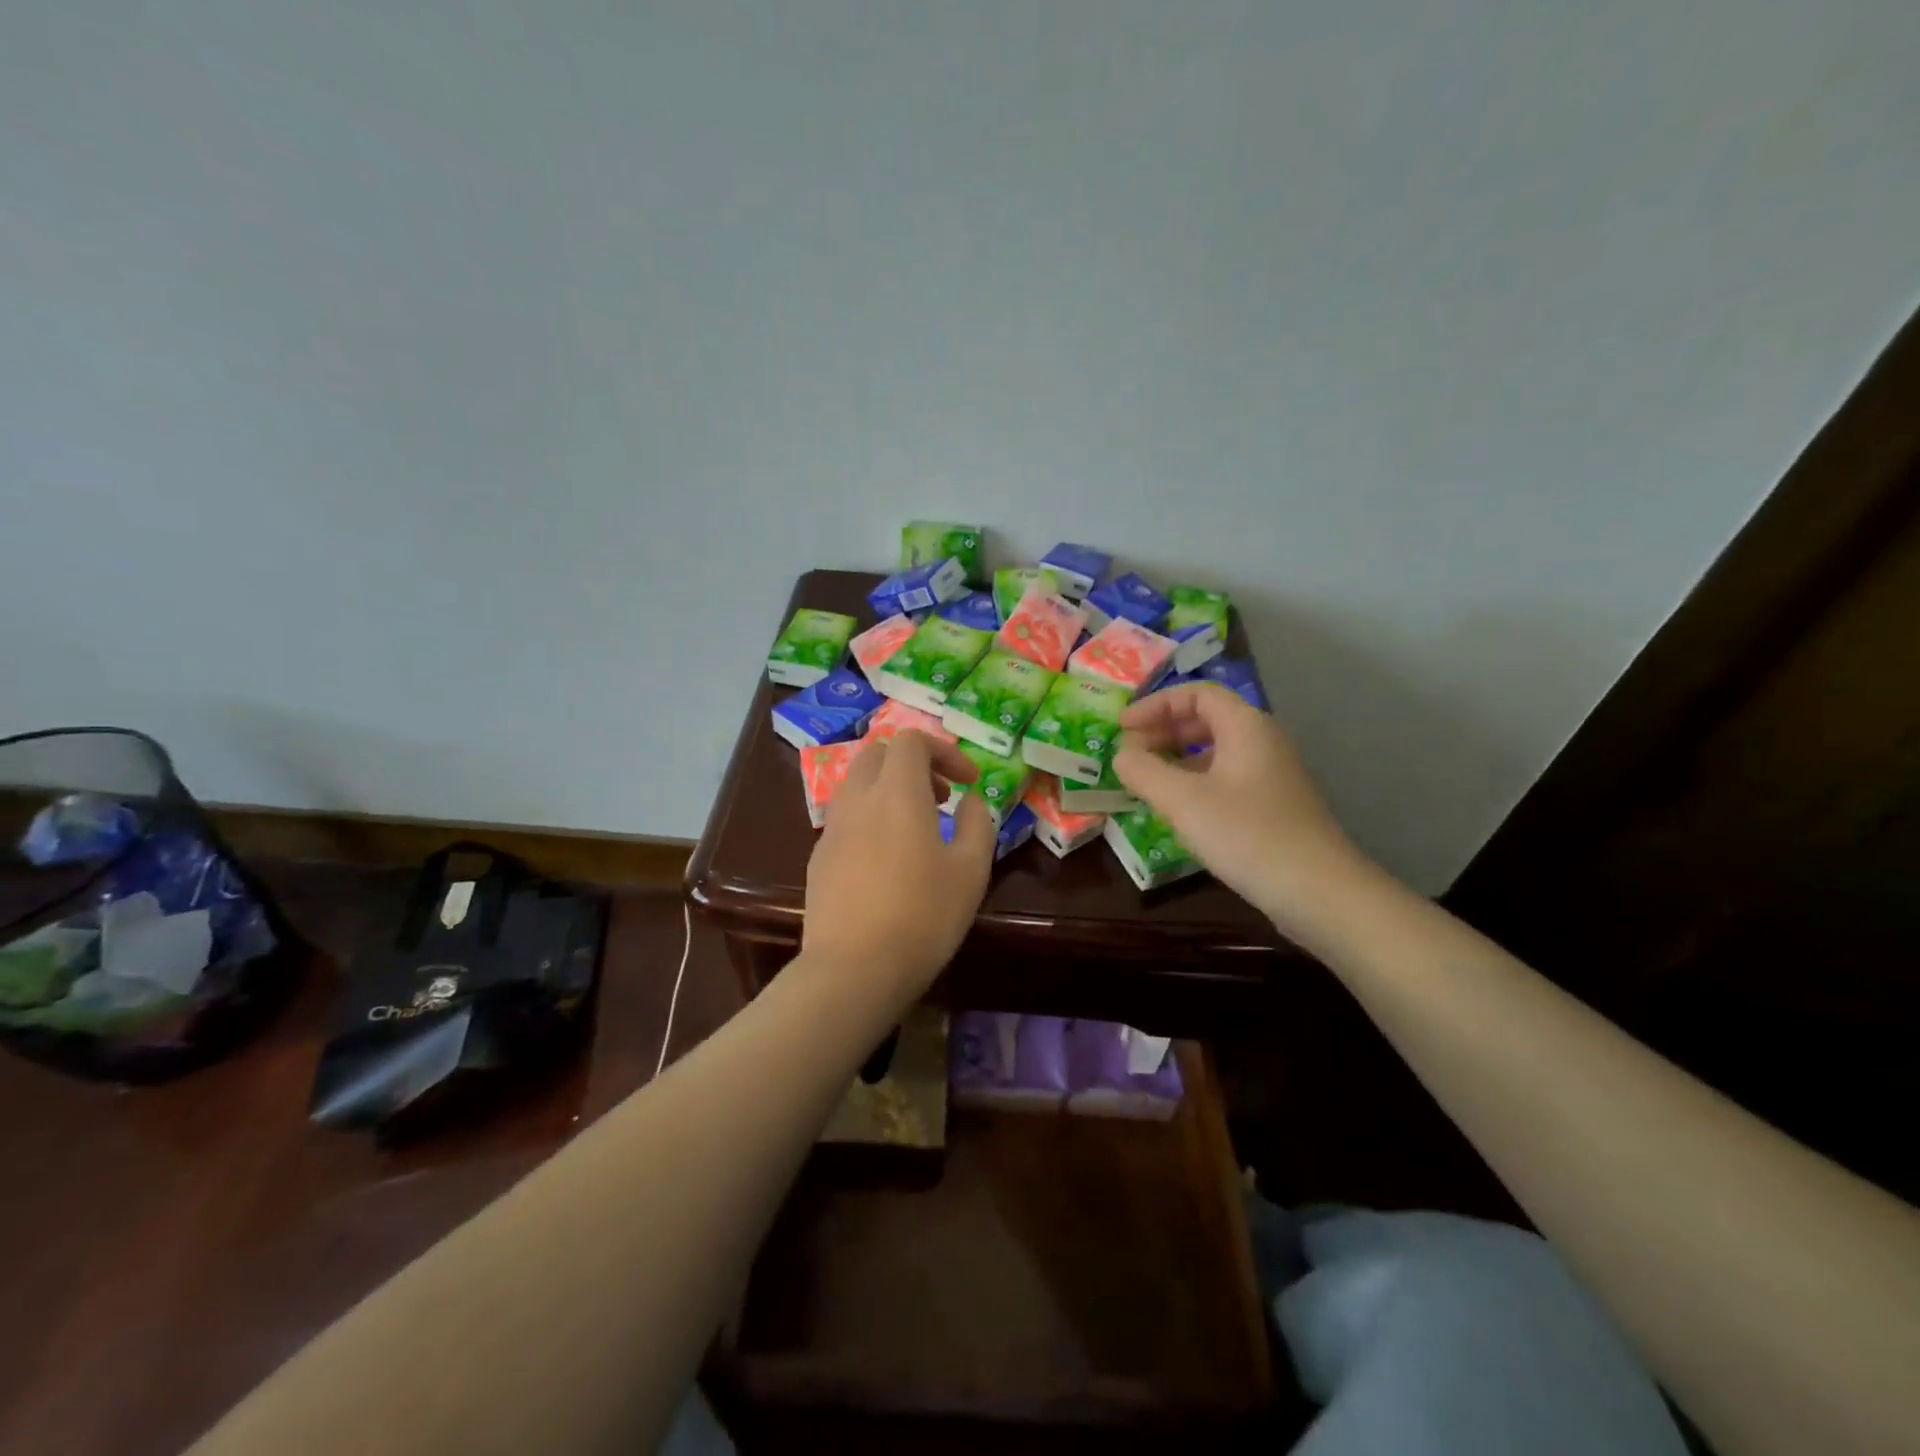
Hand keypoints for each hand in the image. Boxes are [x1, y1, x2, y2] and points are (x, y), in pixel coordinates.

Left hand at [802, 730, 996, 997]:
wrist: (853, 969)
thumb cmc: (923, 916)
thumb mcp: (971, 871)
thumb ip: (977, 823)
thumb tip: (970, 800)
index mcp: (896, 792)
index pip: (911, 740)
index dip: (943, 751)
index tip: (967, 782)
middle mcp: (858, 799)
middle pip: (878, 754)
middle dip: (913, 764)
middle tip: (941, 798)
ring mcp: (832, 828)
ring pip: (857, 783)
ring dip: (888, 789)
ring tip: (916, 827)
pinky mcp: (818, 857)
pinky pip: (845, 816)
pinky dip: (870, 816)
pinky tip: (887, 859)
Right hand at [1113, 683, 1363, 929]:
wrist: (1319, 892)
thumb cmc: (1247, 835)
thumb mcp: (1183, 801)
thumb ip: (1144, 771)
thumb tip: (1121, 754)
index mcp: (1246, 727)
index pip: (1196, 693)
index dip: (1155, 704)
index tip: (1122, 727)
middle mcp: (1263, 742)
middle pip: (1206, 719)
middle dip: (1163, 730)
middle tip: (1128, 753)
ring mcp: (1272, 775)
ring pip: (1216, 751)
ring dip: (1176, 758)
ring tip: (1145, 780)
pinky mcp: (1274, 806)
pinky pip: (1226, 778)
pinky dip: (1194, 782)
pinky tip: (1176, 809)